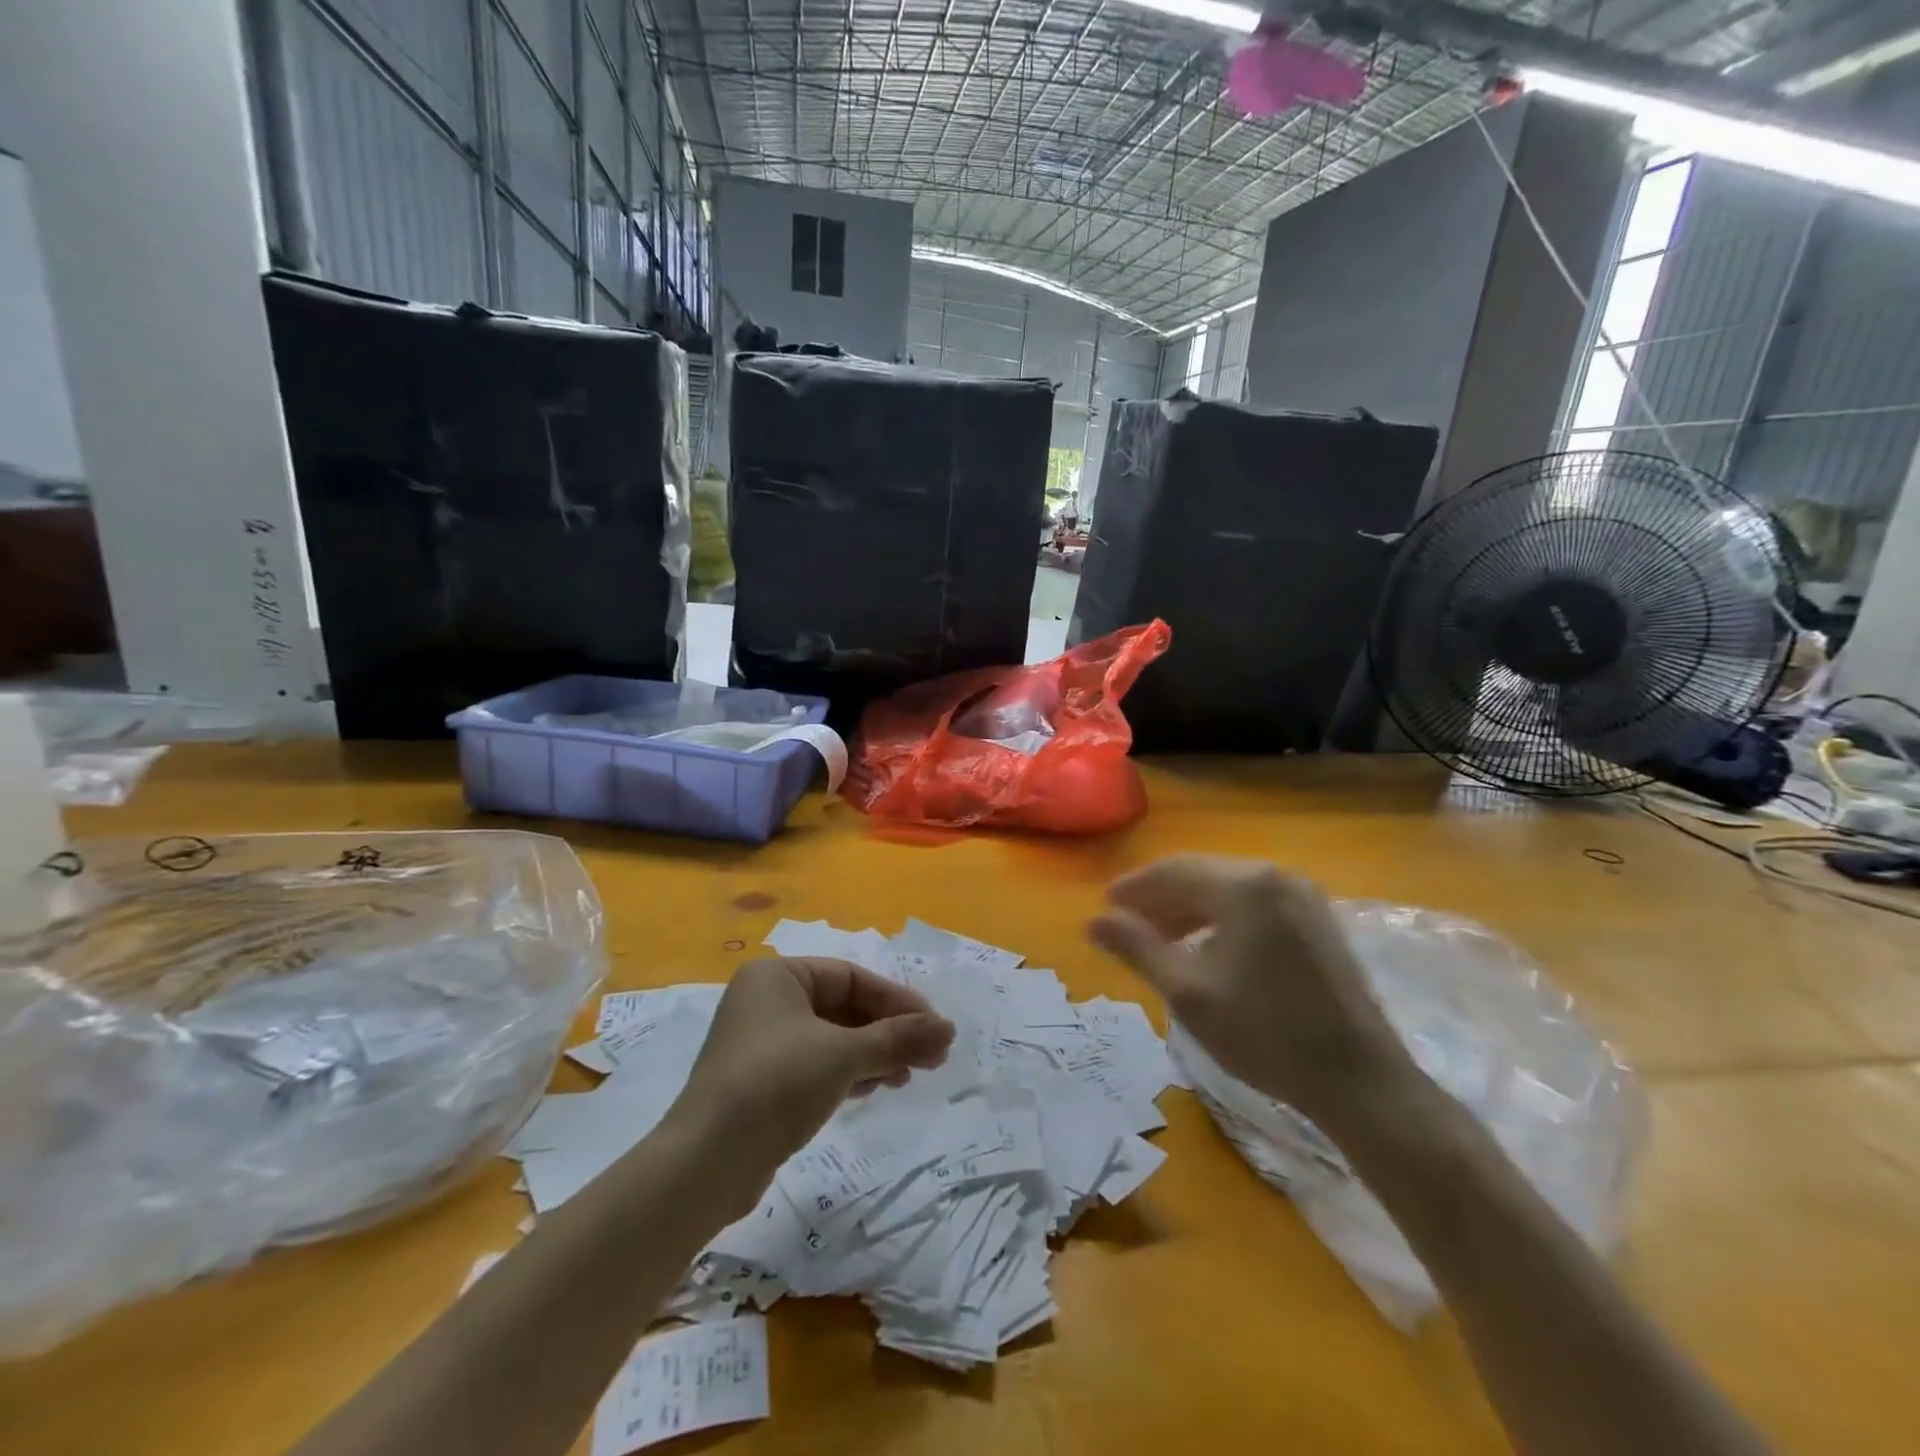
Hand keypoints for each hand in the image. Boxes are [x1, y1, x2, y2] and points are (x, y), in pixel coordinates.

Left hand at [667, 958, 954, 1202]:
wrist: (705, 1165)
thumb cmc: (776, 1085)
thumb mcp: (844, 1055)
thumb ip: (899, 1038)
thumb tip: (949, 1028)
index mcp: (778, 976)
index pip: (851, 977)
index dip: (896, 1000)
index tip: (933, 1026)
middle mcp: (767, 1001)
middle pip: (844, 1007)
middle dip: (889, 1031)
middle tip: (931, 1056)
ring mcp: (762, 1043)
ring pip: (833, 1038)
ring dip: (874, 1054)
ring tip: (910, 1075)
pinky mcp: (762, 1082)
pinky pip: (817, 1064)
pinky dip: (849, 1072)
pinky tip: (875, 1088)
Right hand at [1088, 856, 1414, 1127]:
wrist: (1359, 1081)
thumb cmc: (1265, 1035)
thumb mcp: (1188, 993)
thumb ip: (1137, 948)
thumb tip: (1094, 921)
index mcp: (1244, 887)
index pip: (1173, 871)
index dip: (1134, 888)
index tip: (1104, 907)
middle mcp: (1275, 876)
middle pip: (1201, 874)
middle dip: (1160, 898)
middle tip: (1127, 924)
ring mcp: (1303, 896)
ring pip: (1228, 889)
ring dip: (1189, 908)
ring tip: (1160, 938)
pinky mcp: (1318, 920)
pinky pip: (1255, 904)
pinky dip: (1222, 918)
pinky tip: (1207, 947)